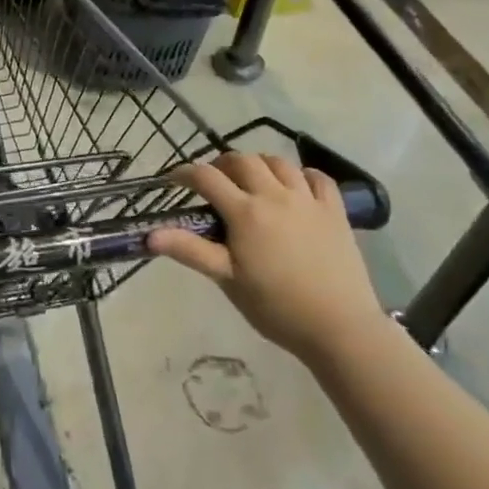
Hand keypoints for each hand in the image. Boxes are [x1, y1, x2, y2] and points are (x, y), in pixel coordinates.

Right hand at [147, 153, 384, 364]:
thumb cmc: (276, 306)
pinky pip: (318, 178)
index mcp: (245, 212)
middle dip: (222, 164)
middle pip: (243, 160)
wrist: (339, 327)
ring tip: (251, 180)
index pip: (207, 178)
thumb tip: (150, 234)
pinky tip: (295, 186)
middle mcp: (275, 196)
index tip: (173, 180)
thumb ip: (190, 251)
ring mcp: (308, 200)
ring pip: (279, 163)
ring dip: (259, 164)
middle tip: (213, 181)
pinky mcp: (335, 211)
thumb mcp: (227, 279)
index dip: (185, 173)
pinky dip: (301, 174)